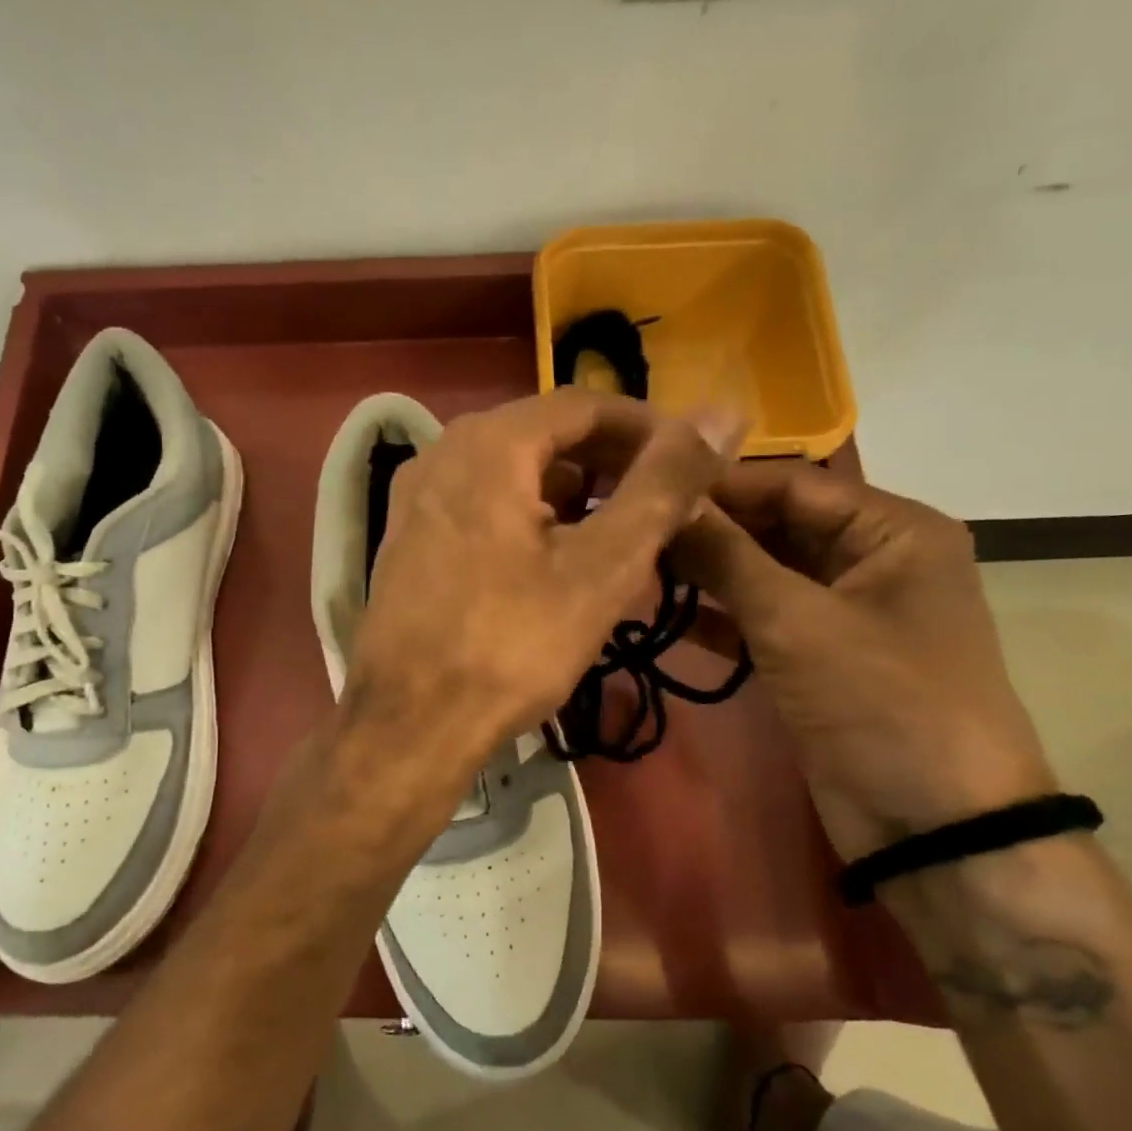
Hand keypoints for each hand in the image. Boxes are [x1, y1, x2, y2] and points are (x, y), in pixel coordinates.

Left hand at [344, 389, 740, 771]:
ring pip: (512, 478)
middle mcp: (441, 455)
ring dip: (572, 501)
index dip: (648, 429)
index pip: (585, 406)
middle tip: (664, 509)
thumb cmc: (512, 645)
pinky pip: (482, 512)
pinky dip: (528, 525)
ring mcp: (415, 501)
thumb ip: (663, 484)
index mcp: (487, 443)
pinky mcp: (407, 544)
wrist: (409, 724)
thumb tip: (723, 413)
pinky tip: (558, 568)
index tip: (694, 465)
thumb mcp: (603, 566)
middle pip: (545, 439)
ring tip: (621, 542)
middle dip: (611, 468)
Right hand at [671, 463, 1054, 861]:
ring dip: (705, 572)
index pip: (789, 485)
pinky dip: (717, 617)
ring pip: (762, 574)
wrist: (934, 824)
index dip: (716, 483)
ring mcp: (841, 612)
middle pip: (774, 526)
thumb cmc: (880, 702)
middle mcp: (869, 559)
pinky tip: (660, 612)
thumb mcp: (797, 621)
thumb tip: (667, 499)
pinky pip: (760, 620)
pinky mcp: (817, 657)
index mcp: (891, 530)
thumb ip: (727, 557)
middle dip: (706, 529)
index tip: (642, 484)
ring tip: (633, 564)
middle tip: (630, 527)